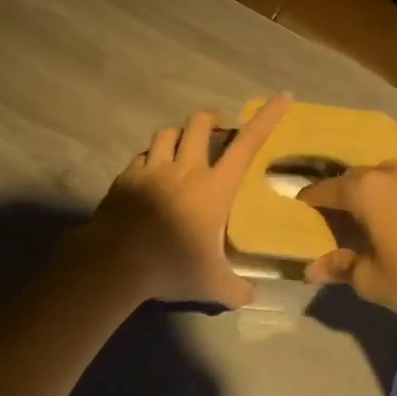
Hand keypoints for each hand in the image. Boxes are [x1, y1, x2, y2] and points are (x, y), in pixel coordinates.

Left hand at [89, 93, 293, 305]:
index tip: (282, 97)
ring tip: (181, 147)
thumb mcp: (211, 285)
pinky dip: (150, 159)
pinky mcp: (125, 178)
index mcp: (214, 188)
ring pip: (166, 133)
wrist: (115, 263)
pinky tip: (150, 174)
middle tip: (217, 130)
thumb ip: (235, 290)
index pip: (247, 145)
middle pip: (199, 124)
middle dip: (211, 120)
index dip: (267, 118)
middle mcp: (184, 170)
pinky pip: (141, 157)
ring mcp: (152, 170)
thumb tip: (252, 298)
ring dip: (178, 135)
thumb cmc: (171, 267)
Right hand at [296, 163, 396, 319]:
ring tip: (358, 221)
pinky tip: (389, 222)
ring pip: (378, 180)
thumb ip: (340, 268)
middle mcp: (387, 174)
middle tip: (326, 220)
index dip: (307, 201)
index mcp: (364, 190)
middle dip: (336, 197)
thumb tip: (312, 269)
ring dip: (364, 196)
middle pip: (351, 180)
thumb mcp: (370, 279)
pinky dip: (386, 200)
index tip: (296, 211)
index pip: (324, 190)